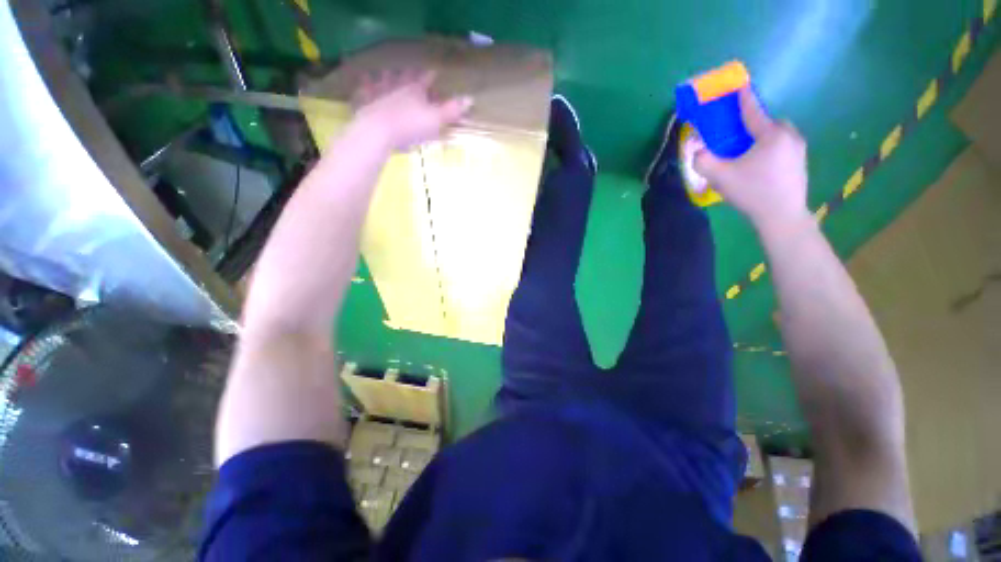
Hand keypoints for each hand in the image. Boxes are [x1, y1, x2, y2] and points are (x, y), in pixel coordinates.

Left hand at [352, 69, 473, 151]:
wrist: (379, 130)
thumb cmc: (410, 126)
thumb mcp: (435, 120)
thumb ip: (452, 110)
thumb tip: (470, 99)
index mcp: (415, 90)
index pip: (425, 80)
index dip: (431, 77)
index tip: (434, 72)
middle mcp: (397, 86)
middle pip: (405, 77)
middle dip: (409, 74)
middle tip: (410, 70)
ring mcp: (380, 92)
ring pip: (385, 80)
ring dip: (387, 76)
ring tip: (387, 72)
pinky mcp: (366, 102)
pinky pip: (366, 90)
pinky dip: (366, 85)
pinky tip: (365, 81)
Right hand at [692, 88, 810, 233]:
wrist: (781, 216)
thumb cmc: (752, 192)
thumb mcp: (719, 177)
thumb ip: (702, 161)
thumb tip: (696, 151)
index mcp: (771, 134)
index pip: (753, 111)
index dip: (744, 98)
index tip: (741, 84)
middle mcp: (789, 136)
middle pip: (768, 123)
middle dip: (754, 127)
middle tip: (738, 142)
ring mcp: (799, 149)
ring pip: (777, 136)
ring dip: (763, 140)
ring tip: (748, 158)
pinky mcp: (802, 163)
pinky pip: (783, 147)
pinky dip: (771, 151)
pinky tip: (761, 169)